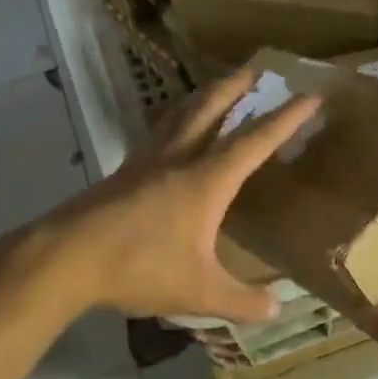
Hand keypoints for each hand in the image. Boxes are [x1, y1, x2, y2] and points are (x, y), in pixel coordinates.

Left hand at [42, 68, 319, 323]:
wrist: (66, 258)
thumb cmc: (139, 267)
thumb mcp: (199, 292)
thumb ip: (241, 300)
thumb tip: (277, 309)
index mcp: (206, 180)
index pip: (255, 140)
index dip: (287, 118)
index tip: (311, 95)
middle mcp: (178, 159)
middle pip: (211, 108)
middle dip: (237, 86)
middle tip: (255, 69)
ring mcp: (146, 161)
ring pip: (179, 114)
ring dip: (203, 96)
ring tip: (215, 89)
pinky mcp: (123, 172)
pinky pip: (157, 133)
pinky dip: (174, 120)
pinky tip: (170, 132)